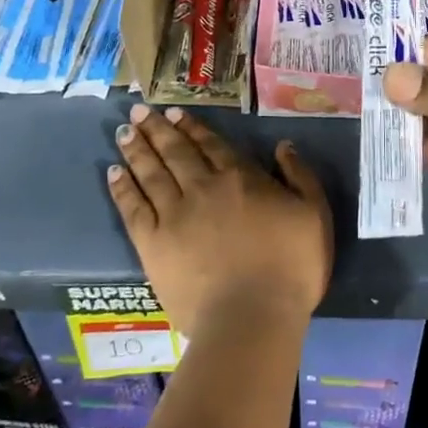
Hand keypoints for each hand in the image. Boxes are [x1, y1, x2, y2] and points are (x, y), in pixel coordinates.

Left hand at [107, 103, 333, 337]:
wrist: (253, 317)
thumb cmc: (291, 267)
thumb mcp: (314, 214)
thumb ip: (300, 176)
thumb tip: (283, 146)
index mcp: (240, 178)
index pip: (211, 145)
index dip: (192, 127)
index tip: (174, 112)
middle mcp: (203, 188)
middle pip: (176, 152)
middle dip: (158, 129)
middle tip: (140, 110)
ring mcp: (175, 215)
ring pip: (151, 173)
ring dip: (137, 149)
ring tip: (124, 131)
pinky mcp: (154, 245)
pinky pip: (134, 209)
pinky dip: (123, 189)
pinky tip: (114, 173)